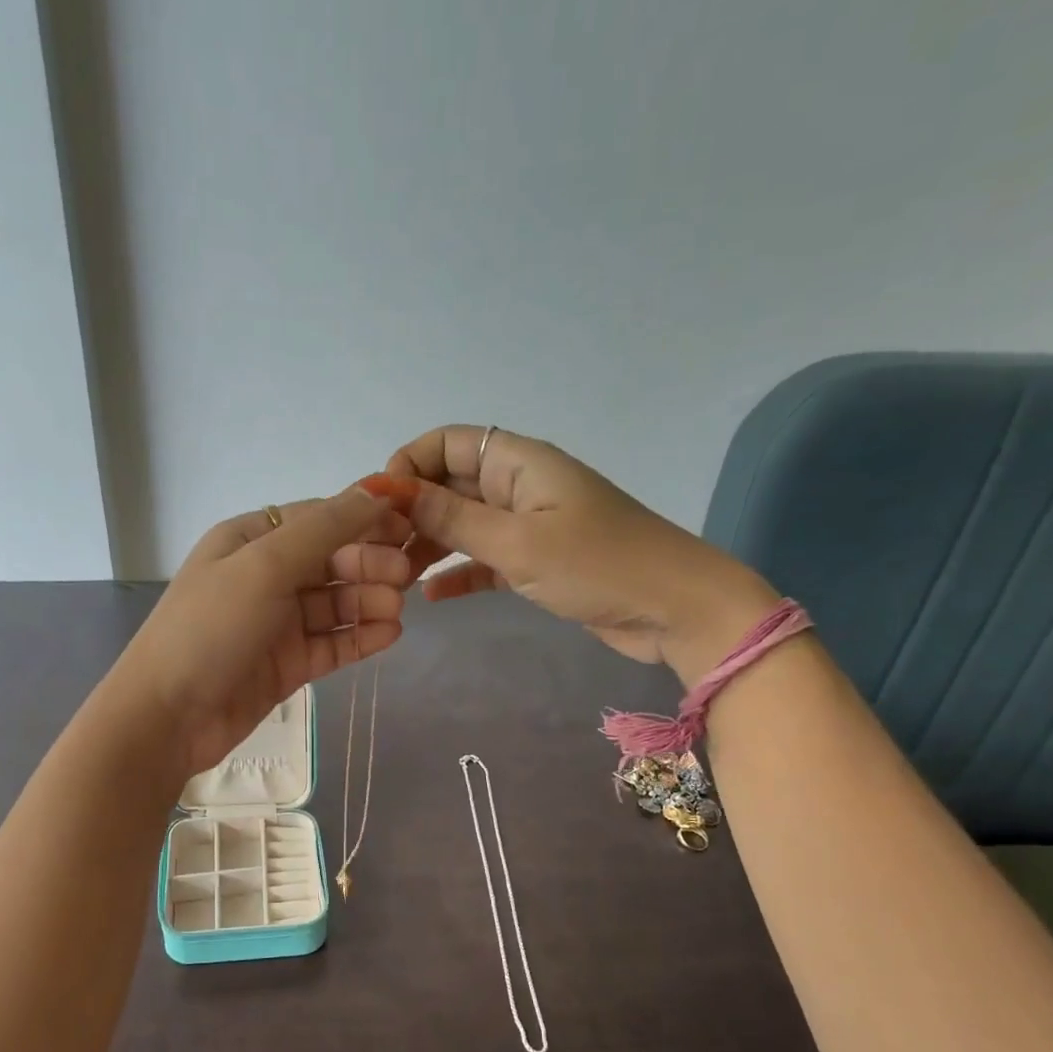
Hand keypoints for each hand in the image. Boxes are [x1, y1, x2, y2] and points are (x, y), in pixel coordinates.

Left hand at [107, 483, 414, 776]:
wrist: (167, 716)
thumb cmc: (210, 629)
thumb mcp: (264, 565)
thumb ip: (324, 529)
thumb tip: (376, 491)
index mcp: (250, 541)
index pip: (319, 519)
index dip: (364, 519)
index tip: (409, 526)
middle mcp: (265, 577)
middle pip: (331, 561)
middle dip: (369, 564)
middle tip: (404, 577)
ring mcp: (277, 623)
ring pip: (335, 603)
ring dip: (368, 602)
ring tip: (395, 611)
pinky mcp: (287, 665)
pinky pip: (332, 643)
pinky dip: (360, 637)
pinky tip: (389, 635)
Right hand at [387, 426, 776, 680]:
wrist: (675, 608)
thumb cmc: (598, 565)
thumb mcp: (517, 543)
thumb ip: (453, 518)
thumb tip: (394, 492)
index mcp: (520, 463)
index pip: (450, 443)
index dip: (410, 464)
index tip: (380, 505)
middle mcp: (520, 486)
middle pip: (451, 484)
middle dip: (412, 510)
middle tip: (378, 550)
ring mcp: (530, 525)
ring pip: (464, 524)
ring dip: (430, 544)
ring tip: (395, 575)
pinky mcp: (537, 562)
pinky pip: (485, 559)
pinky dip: (459, 573)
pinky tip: (430, 597)